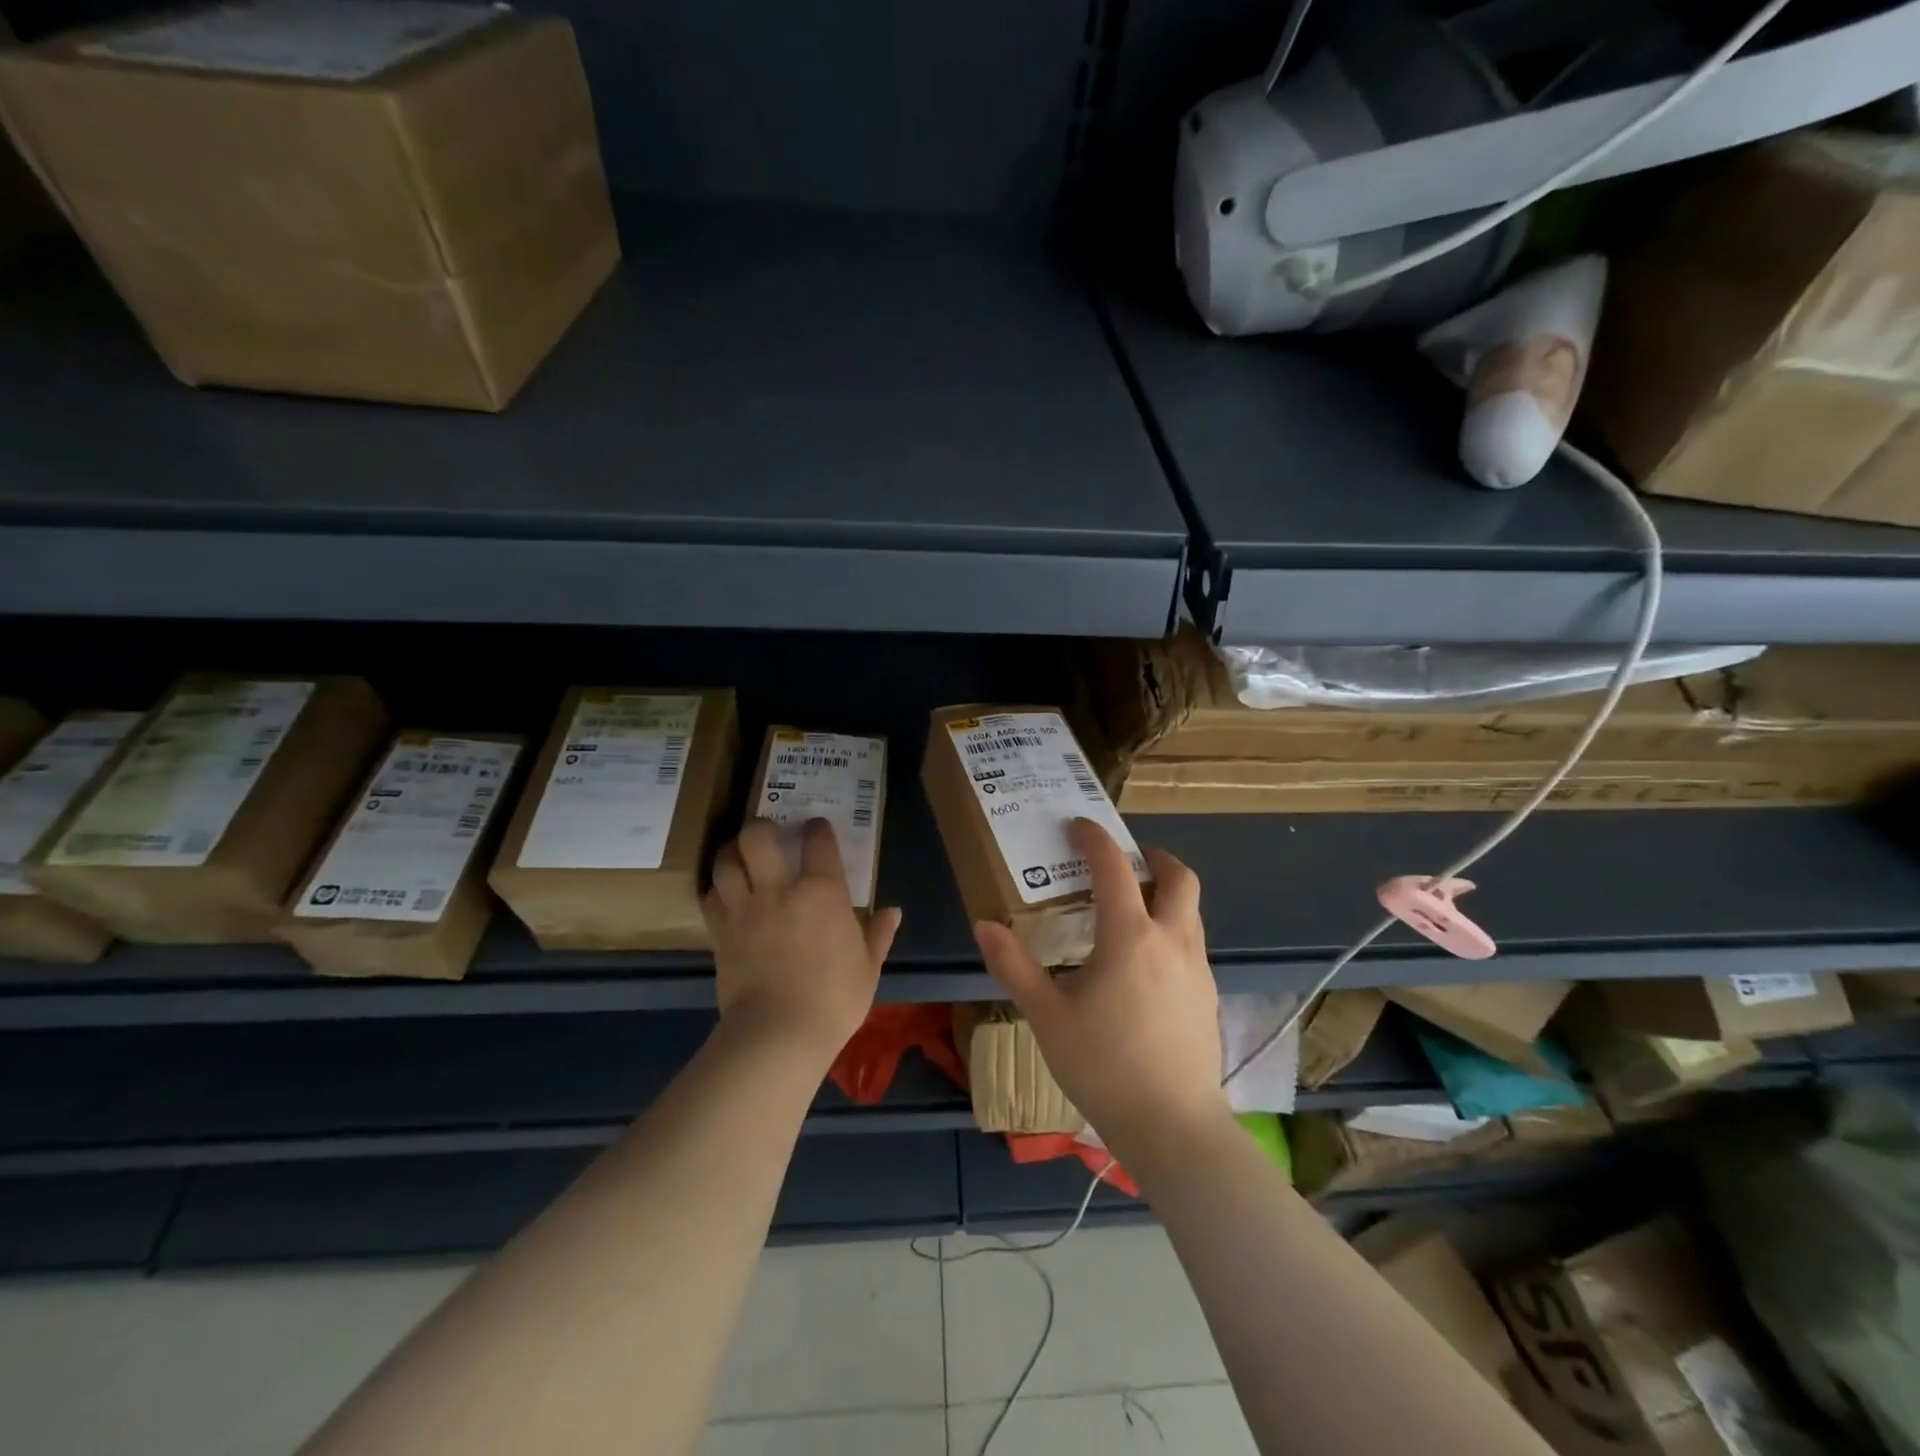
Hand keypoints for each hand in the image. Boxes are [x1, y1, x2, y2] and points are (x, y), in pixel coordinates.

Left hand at [704, 819, 901, 1064]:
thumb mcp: (867, 967)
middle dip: (760, 827)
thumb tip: (893, 912)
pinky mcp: (720, 932)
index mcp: (821, 891)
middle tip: (768, 834)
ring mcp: (744, 909)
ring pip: (725, 861)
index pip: (817, 841)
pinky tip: (725, 893)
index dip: (817, 829)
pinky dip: (716, 889)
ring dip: (731, 852)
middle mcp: (779, 889)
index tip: (817, 828)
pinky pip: (710, 897)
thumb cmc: (834, 999)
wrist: (778, 1034)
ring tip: (740, 856)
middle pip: (756, 836)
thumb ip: (878, 934)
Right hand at [974, 818, 1227, 1151]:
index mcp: (1129, 937)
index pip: (1115, 868)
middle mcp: (1171, 940)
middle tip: (1125, 860)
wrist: (1173, 1127)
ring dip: (1166, 892)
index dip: (1095, 839)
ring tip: (1132, 908)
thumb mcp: (1047, 1017)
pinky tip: (1146, 961)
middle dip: (1154, 857)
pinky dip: (1172, 927)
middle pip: (1179, 877)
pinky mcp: (1208, 994)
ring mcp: (1197, 968)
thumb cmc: (1103, 1067)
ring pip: (1191, 909)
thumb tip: (984, 925)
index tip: (1078, 826)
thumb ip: (1014, 967)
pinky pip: (1193, 940)